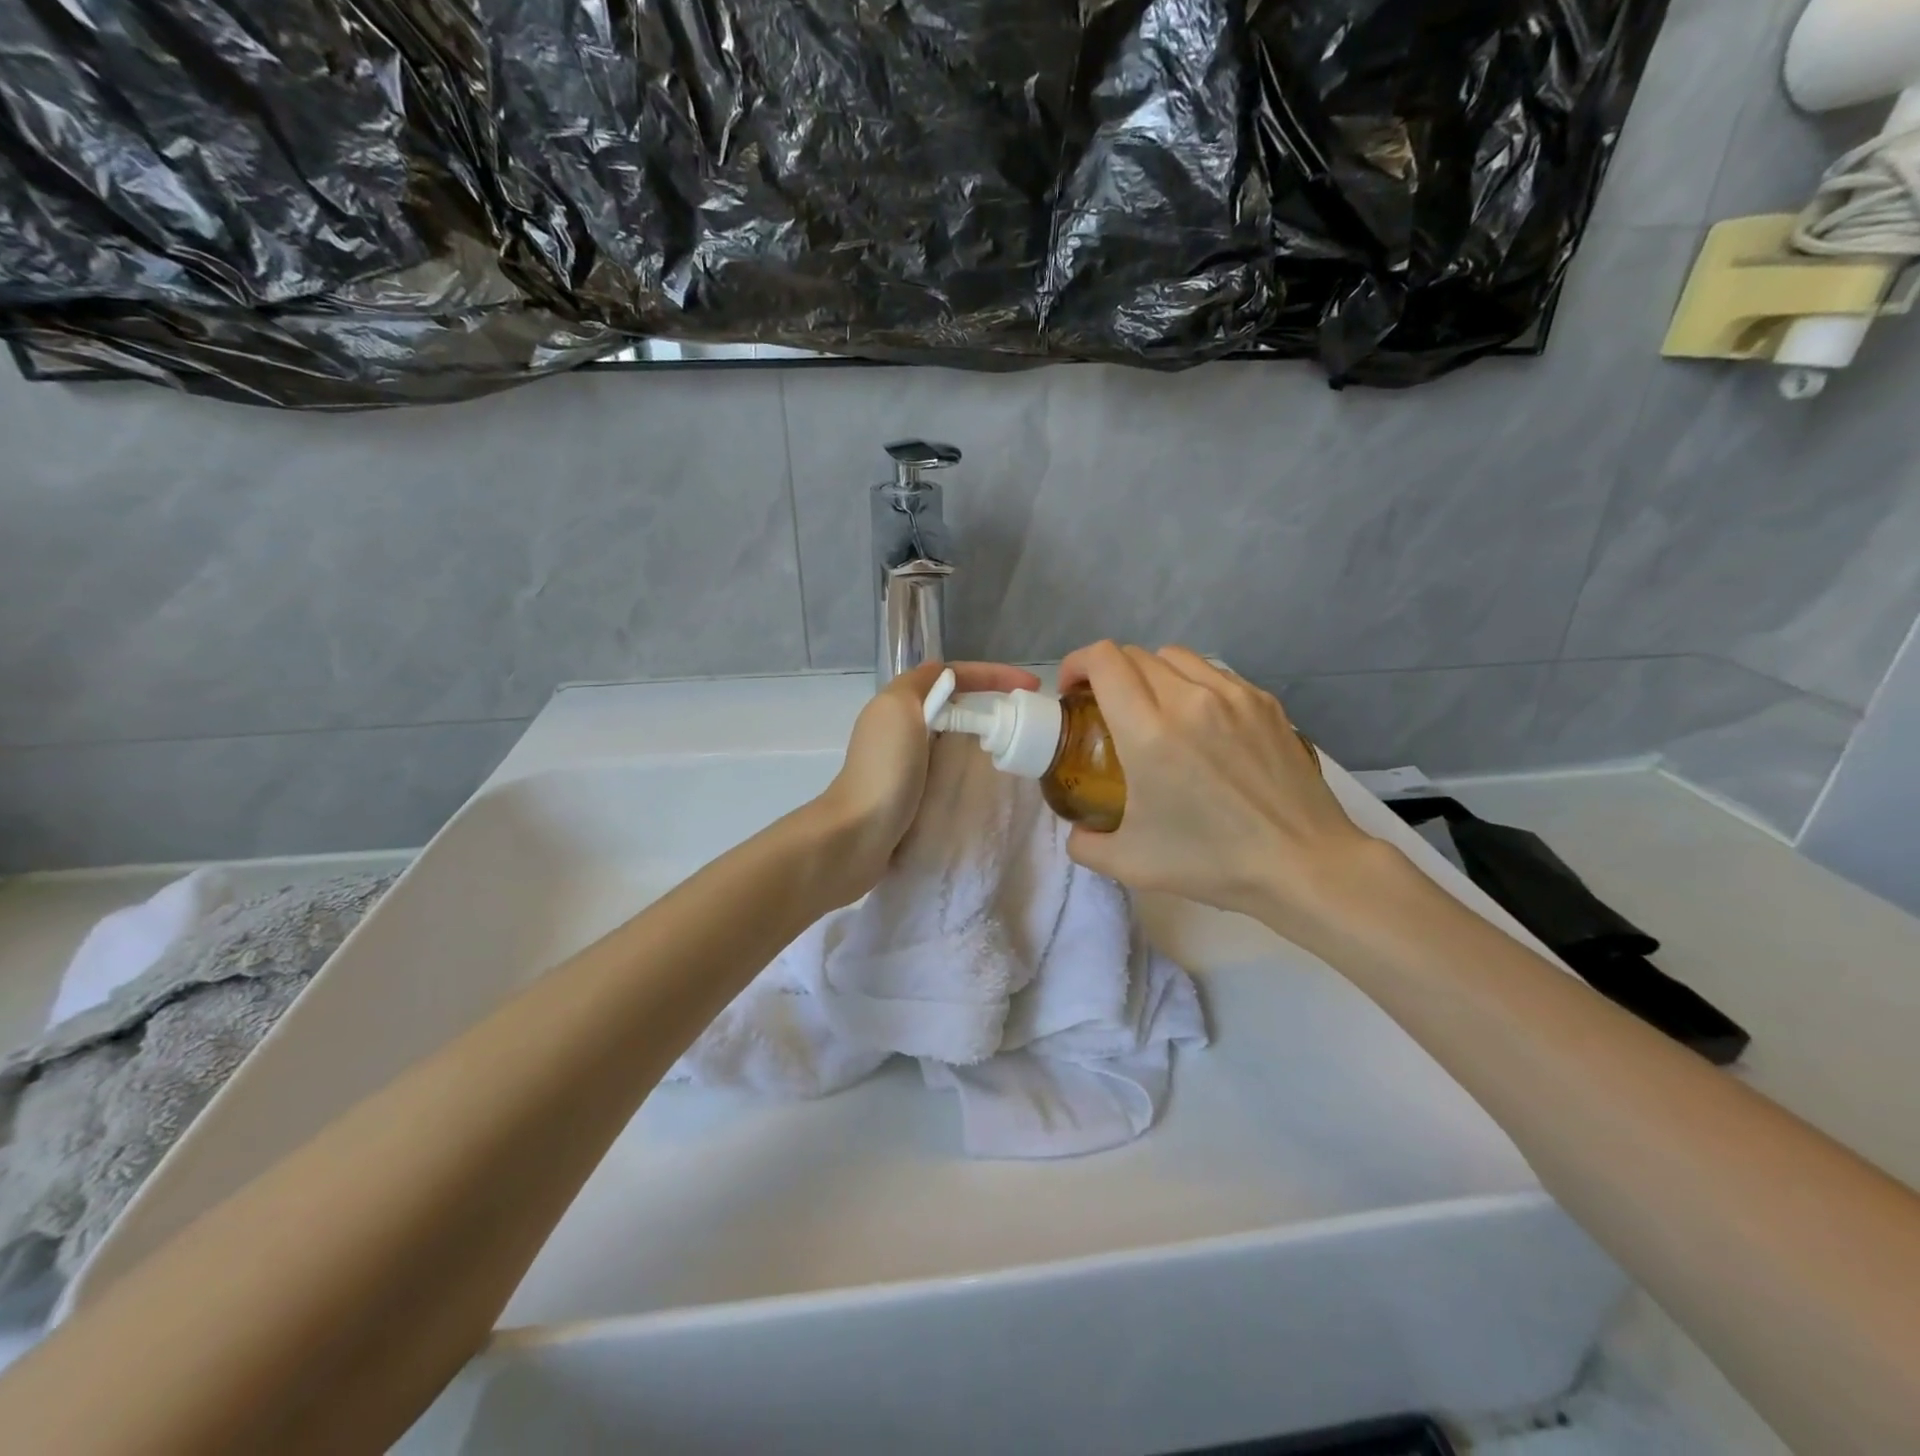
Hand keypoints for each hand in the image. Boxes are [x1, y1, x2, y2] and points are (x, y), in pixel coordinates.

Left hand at [818, 660, 1041, 896]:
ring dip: (982, 737)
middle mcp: (900, 729)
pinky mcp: (912, 794)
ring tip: (1016, 746)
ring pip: (953, 738)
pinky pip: (949, 770)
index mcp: (898, 703)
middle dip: (990, 705)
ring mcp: (906, 763)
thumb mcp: (899, 709)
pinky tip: (989, 778)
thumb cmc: (885, 769)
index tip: (1031, 686)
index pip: (953, 675)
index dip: (992, 675)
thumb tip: (945, 678)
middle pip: (954, 706)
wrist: (858, 834)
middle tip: (1027, 719)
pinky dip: (970, 767)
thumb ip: (921, 684)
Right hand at [1058, 643, 1393, 937]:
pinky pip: (1214, 674)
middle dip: (1108, 673)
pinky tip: (1198, 723)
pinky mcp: (1264, 702)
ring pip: (1175, 657)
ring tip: (1151, 710)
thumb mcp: (1130, 863)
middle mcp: (1189, 699)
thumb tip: (1077, 831)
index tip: (1073, 692)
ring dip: (1150, 674)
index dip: (1077, 664)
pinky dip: (1191, 685)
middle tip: (1105, 708)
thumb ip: (1085, 843)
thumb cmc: (1212, 862)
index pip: (1104, 660)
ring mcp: (1233, 695)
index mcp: (1149, 732)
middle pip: (1134, 655)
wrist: (1303, 864)